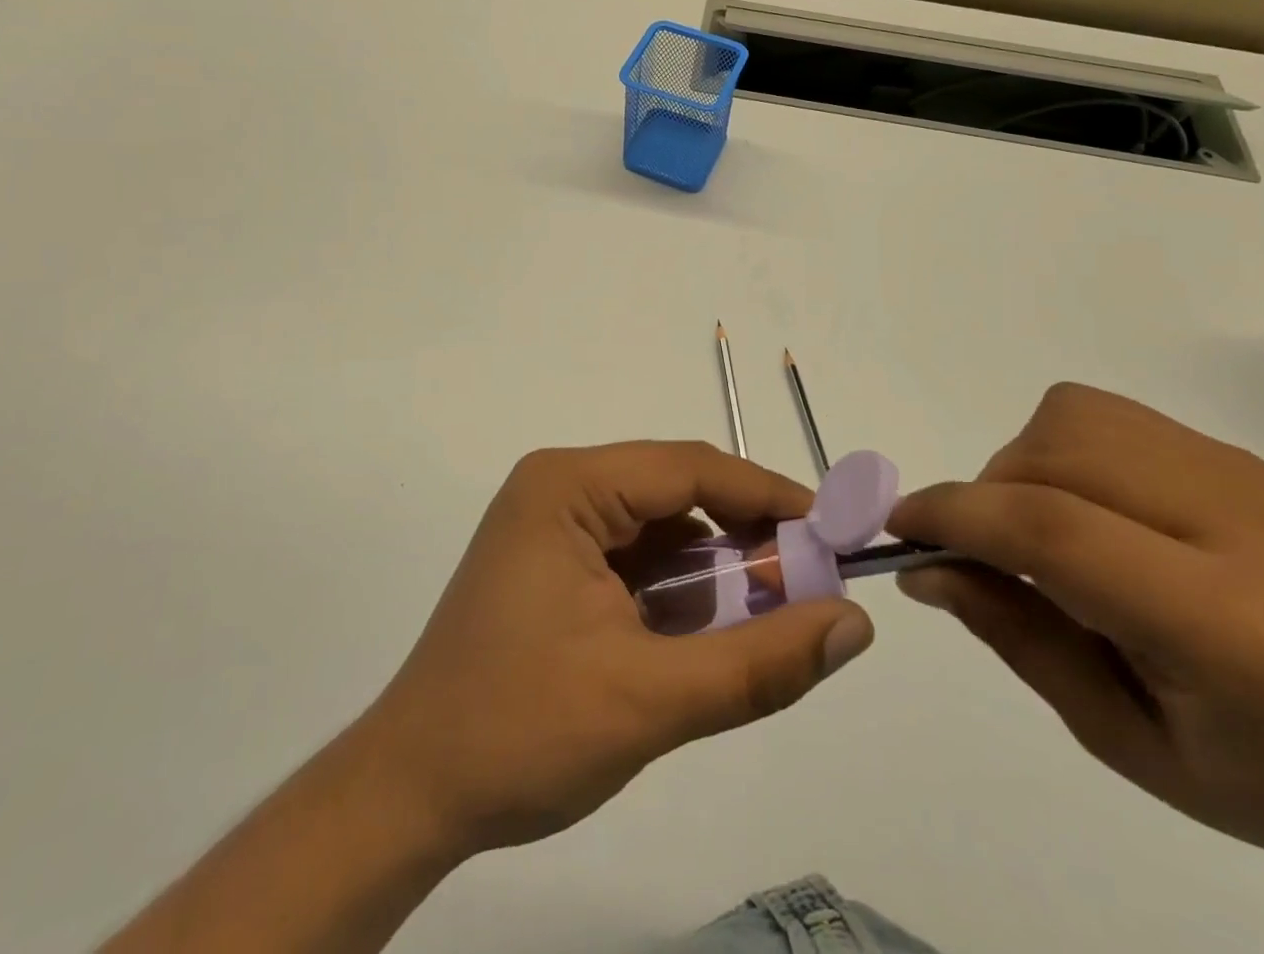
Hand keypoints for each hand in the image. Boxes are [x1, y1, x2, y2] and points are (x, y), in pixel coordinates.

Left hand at [359, 441, 875, 853]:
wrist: (409, 795)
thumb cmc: (519, 733)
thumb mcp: (649, 700)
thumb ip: (759, 663)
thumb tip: (854, 624)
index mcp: (568, 486)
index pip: (688, 468)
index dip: (767, 496)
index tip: (832, 532)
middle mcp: (559, 487)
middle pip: (675, 492)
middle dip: (743, 536)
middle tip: (808, 581)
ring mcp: (552, 524)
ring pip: (659, 527)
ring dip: (713, 567)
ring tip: (768, 611)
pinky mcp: (554, 562)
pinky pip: (635, 557)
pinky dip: (678, 589)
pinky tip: (706, 630)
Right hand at [888, 384, 1263, 897]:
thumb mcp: (1123, 739)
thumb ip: (1014, 637)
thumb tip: (922, 566)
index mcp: (1228, 629)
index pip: (1055, 530)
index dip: (957, 515)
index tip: (901, 527)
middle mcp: (1241, 526)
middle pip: (1055, 455)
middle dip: (987, 493)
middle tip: (984, 553)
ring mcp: (1243, 477)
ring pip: (1071, 416)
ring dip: (1022, 464)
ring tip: (1041, 529)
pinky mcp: (1236, 455)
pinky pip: (1103, 416)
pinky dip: (1059, 451)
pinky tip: (1087, 510)